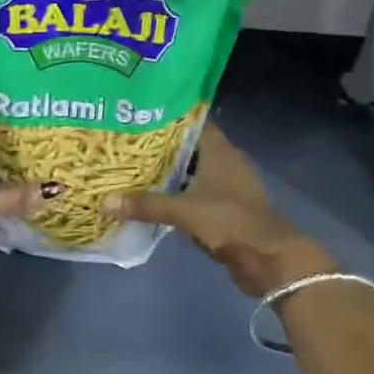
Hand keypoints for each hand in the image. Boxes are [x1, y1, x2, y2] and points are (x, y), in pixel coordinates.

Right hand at [107, 122, 335, 297]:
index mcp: (220, 150)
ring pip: (192, 171)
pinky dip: (178, 194)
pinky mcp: (226, 207)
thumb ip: (146, 205)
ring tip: (133, 167)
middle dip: (162, 145)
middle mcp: (225, 161)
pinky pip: (196, 193)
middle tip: (127, 142)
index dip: (168, 116)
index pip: (192, 121)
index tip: (139, 114)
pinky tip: (154, 197)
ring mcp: (227, 185)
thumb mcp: (185, 211)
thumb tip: (104, 202)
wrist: (269, 259)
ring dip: (169, 172)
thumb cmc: (230, 221)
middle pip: (189, 146)